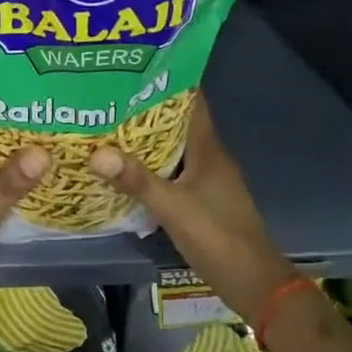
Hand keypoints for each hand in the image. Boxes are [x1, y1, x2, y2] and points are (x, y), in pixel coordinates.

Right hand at [88, 96, 296, 324]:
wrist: (255, 285)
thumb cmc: (219, 238)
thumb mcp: (174, 208)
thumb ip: (137, 181)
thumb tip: (96, 152)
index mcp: (208, 149)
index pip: (191, 100)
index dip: (166, 80)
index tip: (133, 66)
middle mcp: (209, 157)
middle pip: (176, 121)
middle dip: (145, 107)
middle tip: (107, 94)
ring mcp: (206, 178)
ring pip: (172, 147)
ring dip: (145, 137)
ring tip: (107, 124)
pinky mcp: (201, 198)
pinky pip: (171, 170)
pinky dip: (149, 164)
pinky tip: (123, 167)